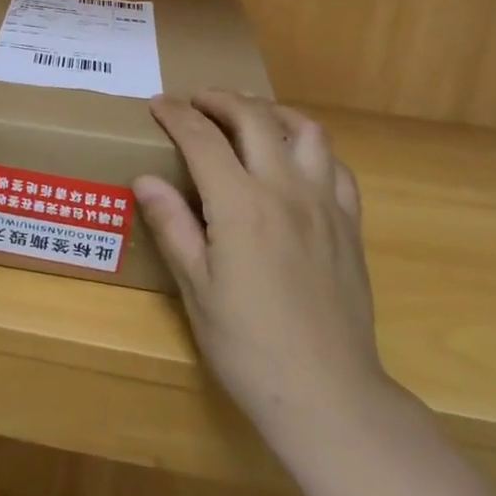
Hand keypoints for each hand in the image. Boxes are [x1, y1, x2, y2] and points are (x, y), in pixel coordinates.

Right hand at [134, 92, 395, 447]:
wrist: (328, 395)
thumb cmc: (248, 347)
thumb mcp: (196, 289)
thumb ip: (172, 226)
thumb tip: (145, 179)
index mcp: (241, 205)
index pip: (203, 138)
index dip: (177, 115)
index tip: (158, 104)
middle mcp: (285, 190)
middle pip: (254, 118)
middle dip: (221, 99)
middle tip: (197, 102)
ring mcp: (325, 204)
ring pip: (306, 130)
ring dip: (273, 113)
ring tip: (250, 119)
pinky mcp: (350, 225)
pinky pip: (337, 167)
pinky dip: (312, 149)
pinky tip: (297, 162)